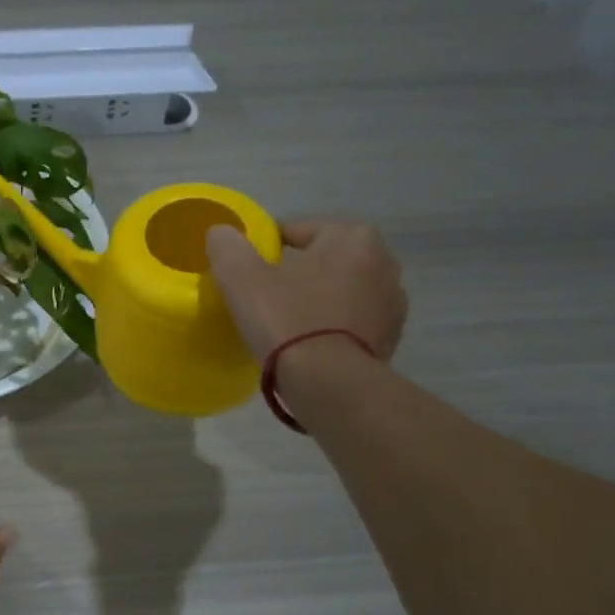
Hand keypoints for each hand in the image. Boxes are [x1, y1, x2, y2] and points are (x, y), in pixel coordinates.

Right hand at [205, 218, 406, 362]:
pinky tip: (308, 344)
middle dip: (296, 274)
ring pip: (338, 292)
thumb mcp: (240, 276)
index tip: (246, 276)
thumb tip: (222, 233)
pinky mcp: (390, 338)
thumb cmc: (286, 319)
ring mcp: (392, 303)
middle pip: (321, 260)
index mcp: (352, 236)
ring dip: (316, 300)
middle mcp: (383, 261)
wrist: (328, 383)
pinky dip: (331, 326)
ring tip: (286, 325)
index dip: (264, 251)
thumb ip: (227, 245)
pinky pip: (350, 322)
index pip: (295, 231)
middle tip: (264, 300)